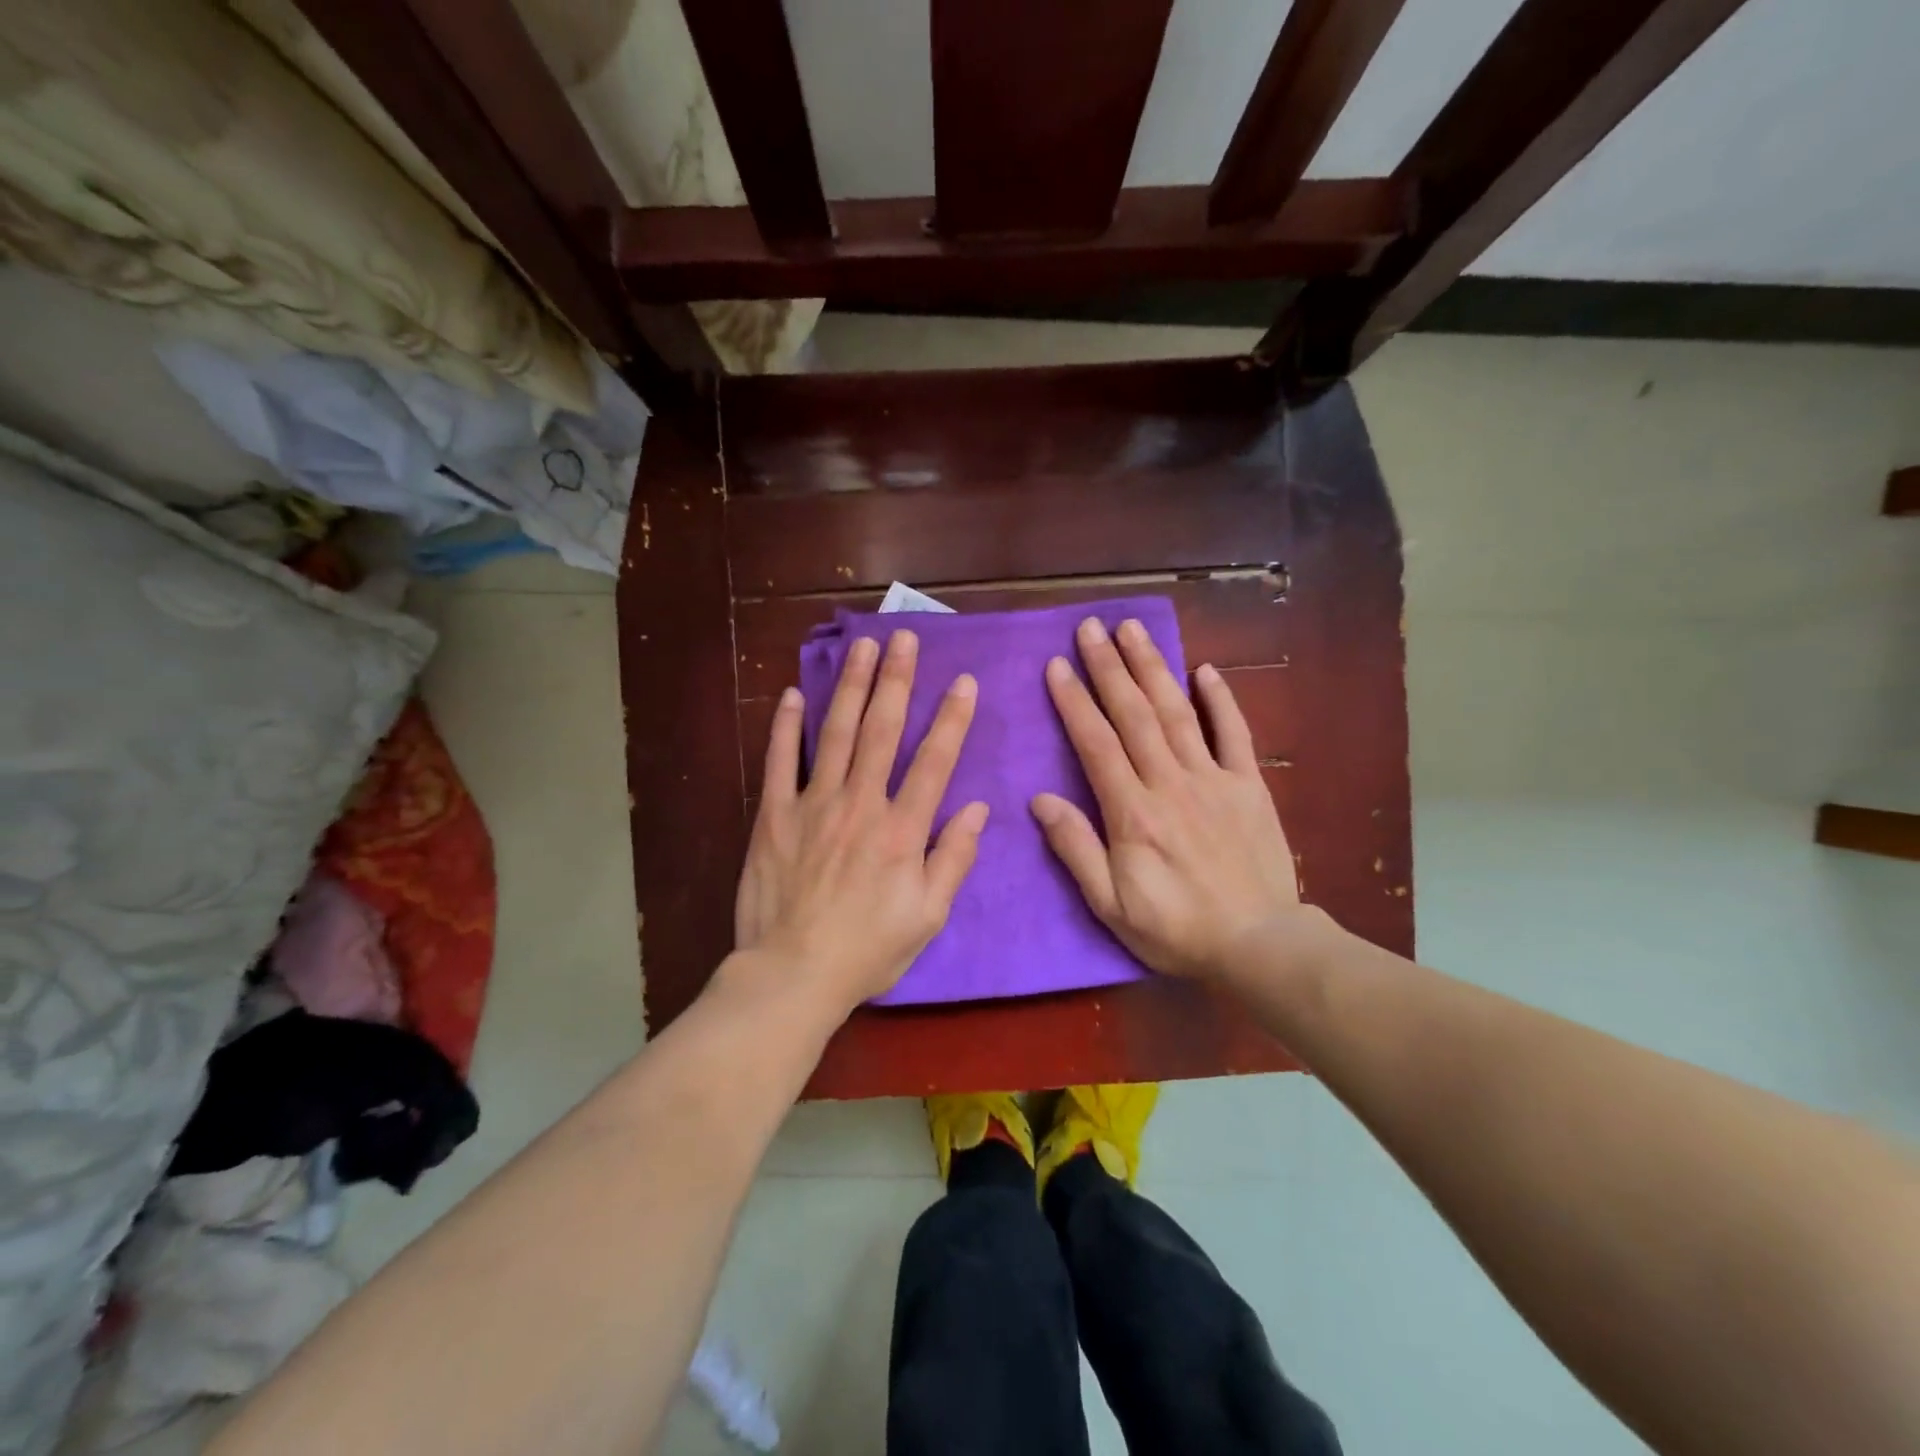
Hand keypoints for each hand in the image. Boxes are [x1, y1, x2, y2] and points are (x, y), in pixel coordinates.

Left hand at [735, 629, 989, 1012]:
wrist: (792, 974)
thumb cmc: (868, 950)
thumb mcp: (929, 917)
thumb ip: (954, 859)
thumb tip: (978, 809)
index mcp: (902, 830)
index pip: (934, 761)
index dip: (952, 719)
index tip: (964, 681)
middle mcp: (860, 804)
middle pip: (882, 731)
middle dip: (897, 681)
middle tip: (904, 639)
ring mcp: (812, 804)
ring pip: (836, 733)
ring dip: (852, 686)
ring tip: (864, 647)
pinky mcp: (773, 815)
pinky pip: (780, 761)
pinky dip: (786, 726)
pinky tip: (794, 693)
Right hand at [1031, 616, 1301, 980]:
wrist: (1259, 945)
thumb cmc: (1176, 929)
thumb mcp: (1111, 904)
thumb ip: (1076, 848)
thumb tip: (1040, 800)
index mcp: (1132, 812)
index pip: (1096, 744)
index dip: (1074, 701)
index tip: (1057, 665)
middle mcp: (1170, 783)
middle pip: (1134, 715)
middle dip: (1109, 668)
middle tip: (1090, 628)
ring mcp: (1213, 779)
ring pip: (1177, 713)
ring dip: (1153, 668)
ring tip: (1132, 630)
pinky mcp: (1248, 786)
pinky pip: (1234, 734)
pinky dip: (1220, 699)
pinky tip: (1204, 669)